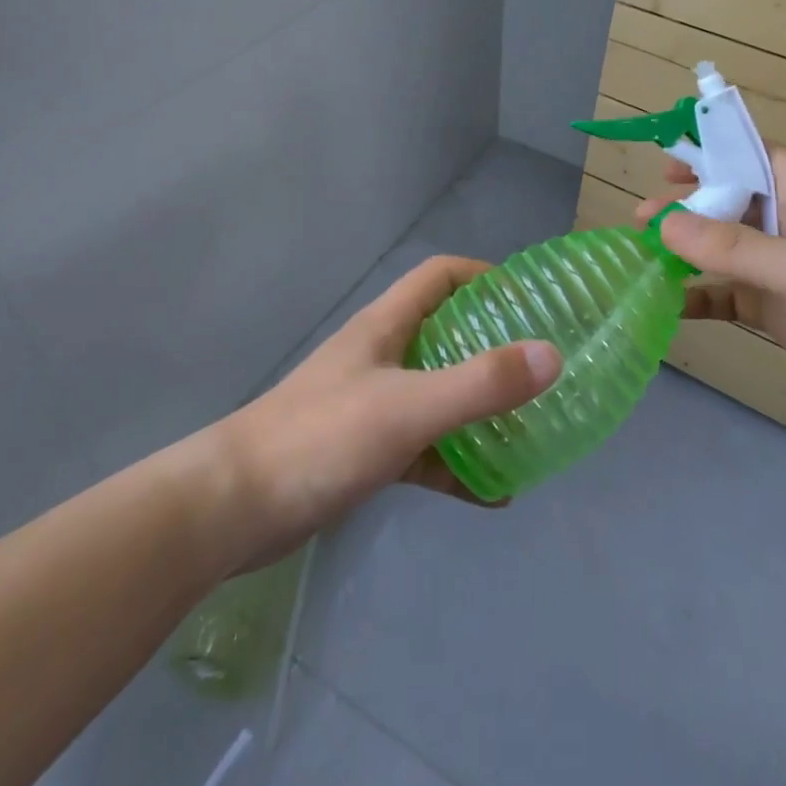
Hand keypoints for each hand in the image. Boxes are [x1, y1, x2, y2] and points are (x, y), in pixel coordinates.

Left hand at [216, 256, 560, 568]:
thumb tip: (552, 355)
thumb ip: (479, 384)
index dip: (485, 277)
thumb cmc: (321, 438)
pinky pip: (426, 449)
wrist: (233, 509)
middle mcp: (382, 357)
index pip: (440, 277)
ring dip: (480, 410)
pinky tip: (495, 493)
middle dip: (494, 347)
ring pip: (439, 395)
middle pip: (446, 335)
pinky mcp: (366, 451)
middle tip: (541, 368)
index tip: (529, 299)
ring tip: (531, 428)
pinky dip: (459, 464)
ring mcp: (373, 405)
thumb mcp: (408, 407)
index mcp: (386, 326)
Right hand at [639, 150, 785, 448]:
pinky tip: (668, 305)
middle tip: (640, 220)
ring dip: (685, 251)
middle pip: (729, 202)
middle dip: (685, 206)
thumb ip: (736, 246)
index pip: (753, 156)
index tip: (664, 160)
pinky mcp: (781, 314)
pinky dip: (699, 296)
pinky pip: (729, 295)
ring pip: (724, 250)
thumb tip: (665, 222)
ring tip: (641, 257)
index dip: (711, 151)